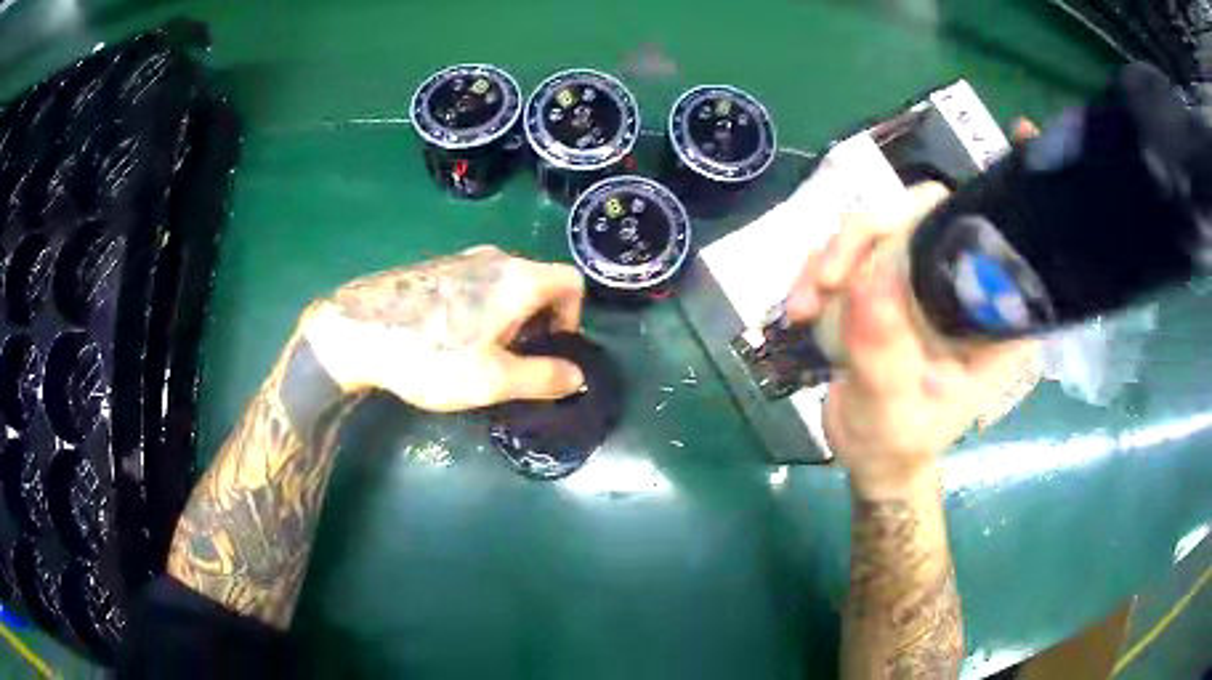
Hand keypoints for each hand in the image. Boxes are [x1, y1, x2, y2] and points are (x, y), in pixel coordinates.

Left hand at [299, 246, 586, 411]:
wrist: (357, 330)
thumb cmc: (431, 355)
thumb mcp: (493, 380)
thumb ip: (543, 378)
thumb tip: (578, 377)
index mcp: (518, 278)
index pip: (572, 282)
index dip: (574, 317)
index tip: (550, 348)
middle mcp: (495, 258)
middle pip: (539, 283)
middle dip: (539, 322)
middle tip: (513, 359)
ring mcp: (462, 258)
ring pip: (506, 284)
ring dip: (509, 317)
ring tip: (480, 352)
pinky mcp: (436, 268)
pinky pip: (477, 283)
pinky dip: (482, 308)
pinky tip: (449, 337)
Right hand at [785, 183, 1037, 496]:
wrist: (871, 453)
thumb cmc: (897, 442)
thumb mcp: (890, 411)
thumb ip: (882, 355)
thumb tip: (864, 284)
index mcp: (991, 319)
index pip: (1007, 241)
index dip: (1013, 188)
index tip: (1021, 129)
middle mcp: (963, 285)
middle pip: (928, 211)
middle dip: (871, 231)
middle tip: (828, 278)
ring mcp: (923, 277)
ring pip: (883, 222)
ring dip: (835, 252)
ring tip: (804, 305)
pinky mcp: (888, 278)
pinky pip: (853, 246)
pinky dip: (820, 267)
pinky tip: (801, 307)